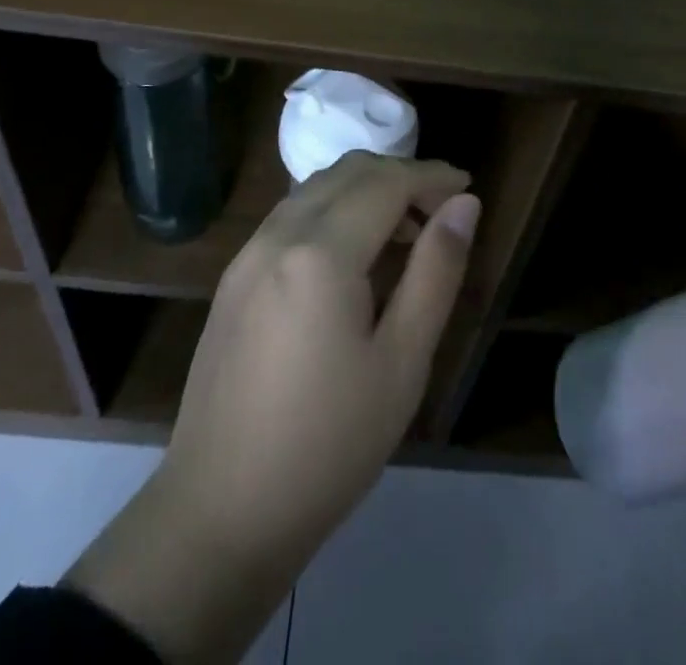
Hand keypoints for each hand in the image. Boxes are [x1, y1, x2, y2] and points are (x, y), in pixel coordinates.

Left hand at [66, 152, 480, 663]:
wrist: (218, 514)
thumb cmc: (327, 445)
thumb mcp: (402, 362)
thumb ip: (436, 271)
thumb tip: (464, 206)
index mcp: (321, 254)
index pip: (386, 182)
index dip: (431, 176)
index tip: (467, 187)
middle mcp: (278, 235)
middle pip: (349, 172)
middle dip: (400, 175)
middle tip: (441, 210)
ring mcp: (248, 253)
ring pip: (316, 187)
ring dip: (365, 189)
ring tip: (404, 230)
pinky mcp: (234, 276)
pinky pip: (291, 214)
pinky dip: (333, 209)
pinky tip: (353, 253)